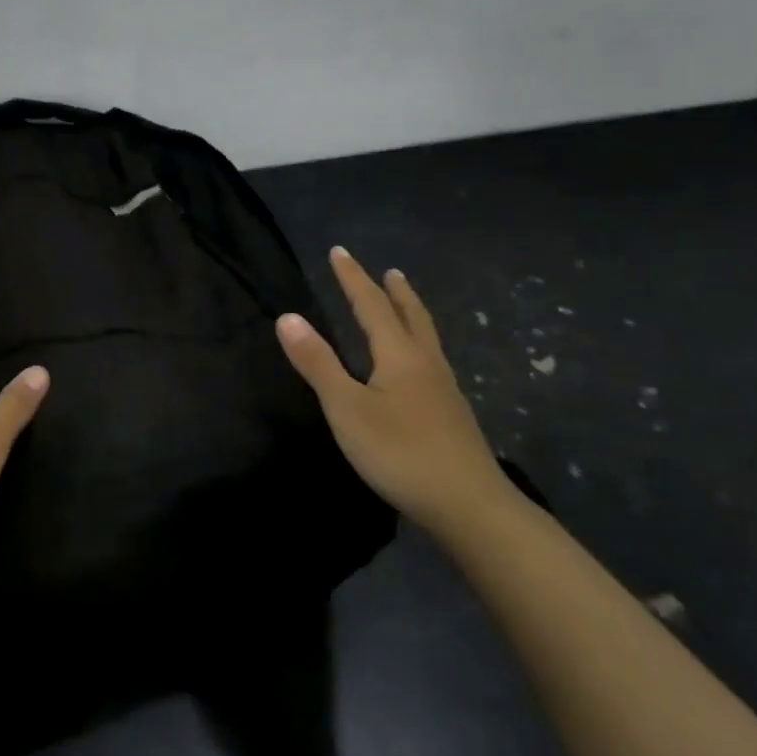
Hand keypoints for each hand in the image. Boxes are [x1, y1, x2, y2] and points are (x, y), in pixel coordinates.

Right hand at [276, 247, 516, 535]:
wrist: (469, 504)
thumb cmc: (399, 452)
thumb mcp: (346, 408)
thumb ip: (318, 363)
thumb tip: (287, 316)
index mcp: (399, 355)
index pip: (370, 305)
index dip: (352, 278)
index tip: (339, 251)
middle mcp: (426, 363)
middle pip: (410, 316)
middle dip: (394, 291)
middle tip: (389, 271)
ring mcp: (444, 389)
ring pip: (427, 338)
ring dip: (412, 314)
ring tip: (406, 305)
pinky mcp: (453, 414)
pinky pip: (433, 361)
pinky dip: (421, 344)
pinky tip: (420, 365)